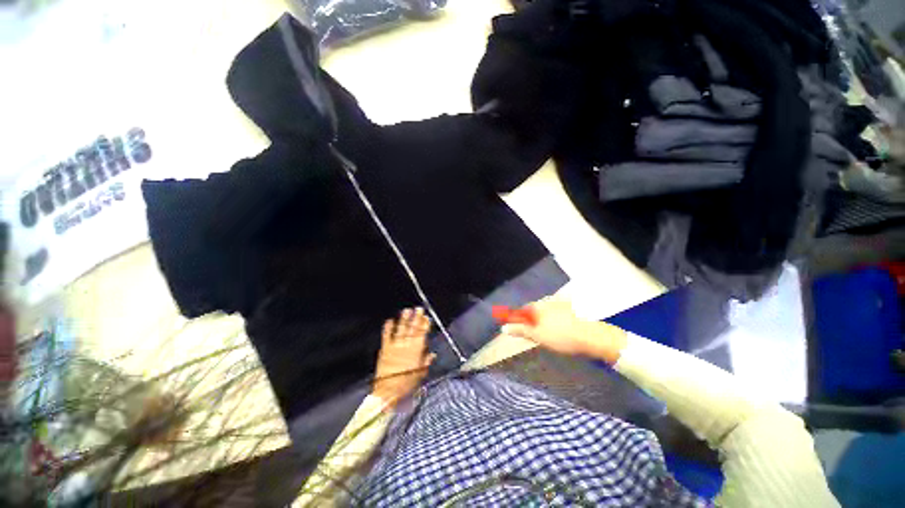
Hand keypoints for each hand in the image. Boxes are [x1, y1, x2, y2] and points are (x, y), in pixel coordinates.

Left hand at [372, 308, 435, 404]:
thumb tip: (431, 354)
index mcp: (417, 350)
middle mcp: (407, 345)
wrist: (388, 391)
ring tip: (407, 310)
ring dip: (404, 319)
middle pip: (413, 328)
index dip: (425, 324)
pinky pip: (387, 335)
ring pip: (401, 329)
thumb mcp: (420, 374)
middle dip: (417, 317)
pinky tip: (390, 320)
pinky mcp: (385, 348)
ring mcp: (395, 345)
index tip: (426, 317)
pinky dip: (388, 327)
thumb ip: (426, 362)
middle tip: (419, 308)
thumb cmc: (406, 384)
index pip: (423, 334)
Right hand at [501, 298, 626, 363]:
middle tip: (532, 332)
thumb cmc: (561, 336)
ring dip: (542, 319)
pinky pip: (556, 313)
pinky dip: (553, 319)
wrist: (592, 337)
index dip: (518, 319)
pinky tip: (558, 328)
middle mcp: (547, 302)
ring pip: (545, 311)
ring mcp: (560, 304)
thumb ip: (520, 330)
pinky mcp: (571, 309)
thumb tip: (503, 326)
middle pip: (533, 310)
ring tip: (545, 332)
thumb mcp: (537, 335)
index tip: (517, 328)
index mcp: (537, 306)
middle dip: (530, 319)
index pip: (522, 310)